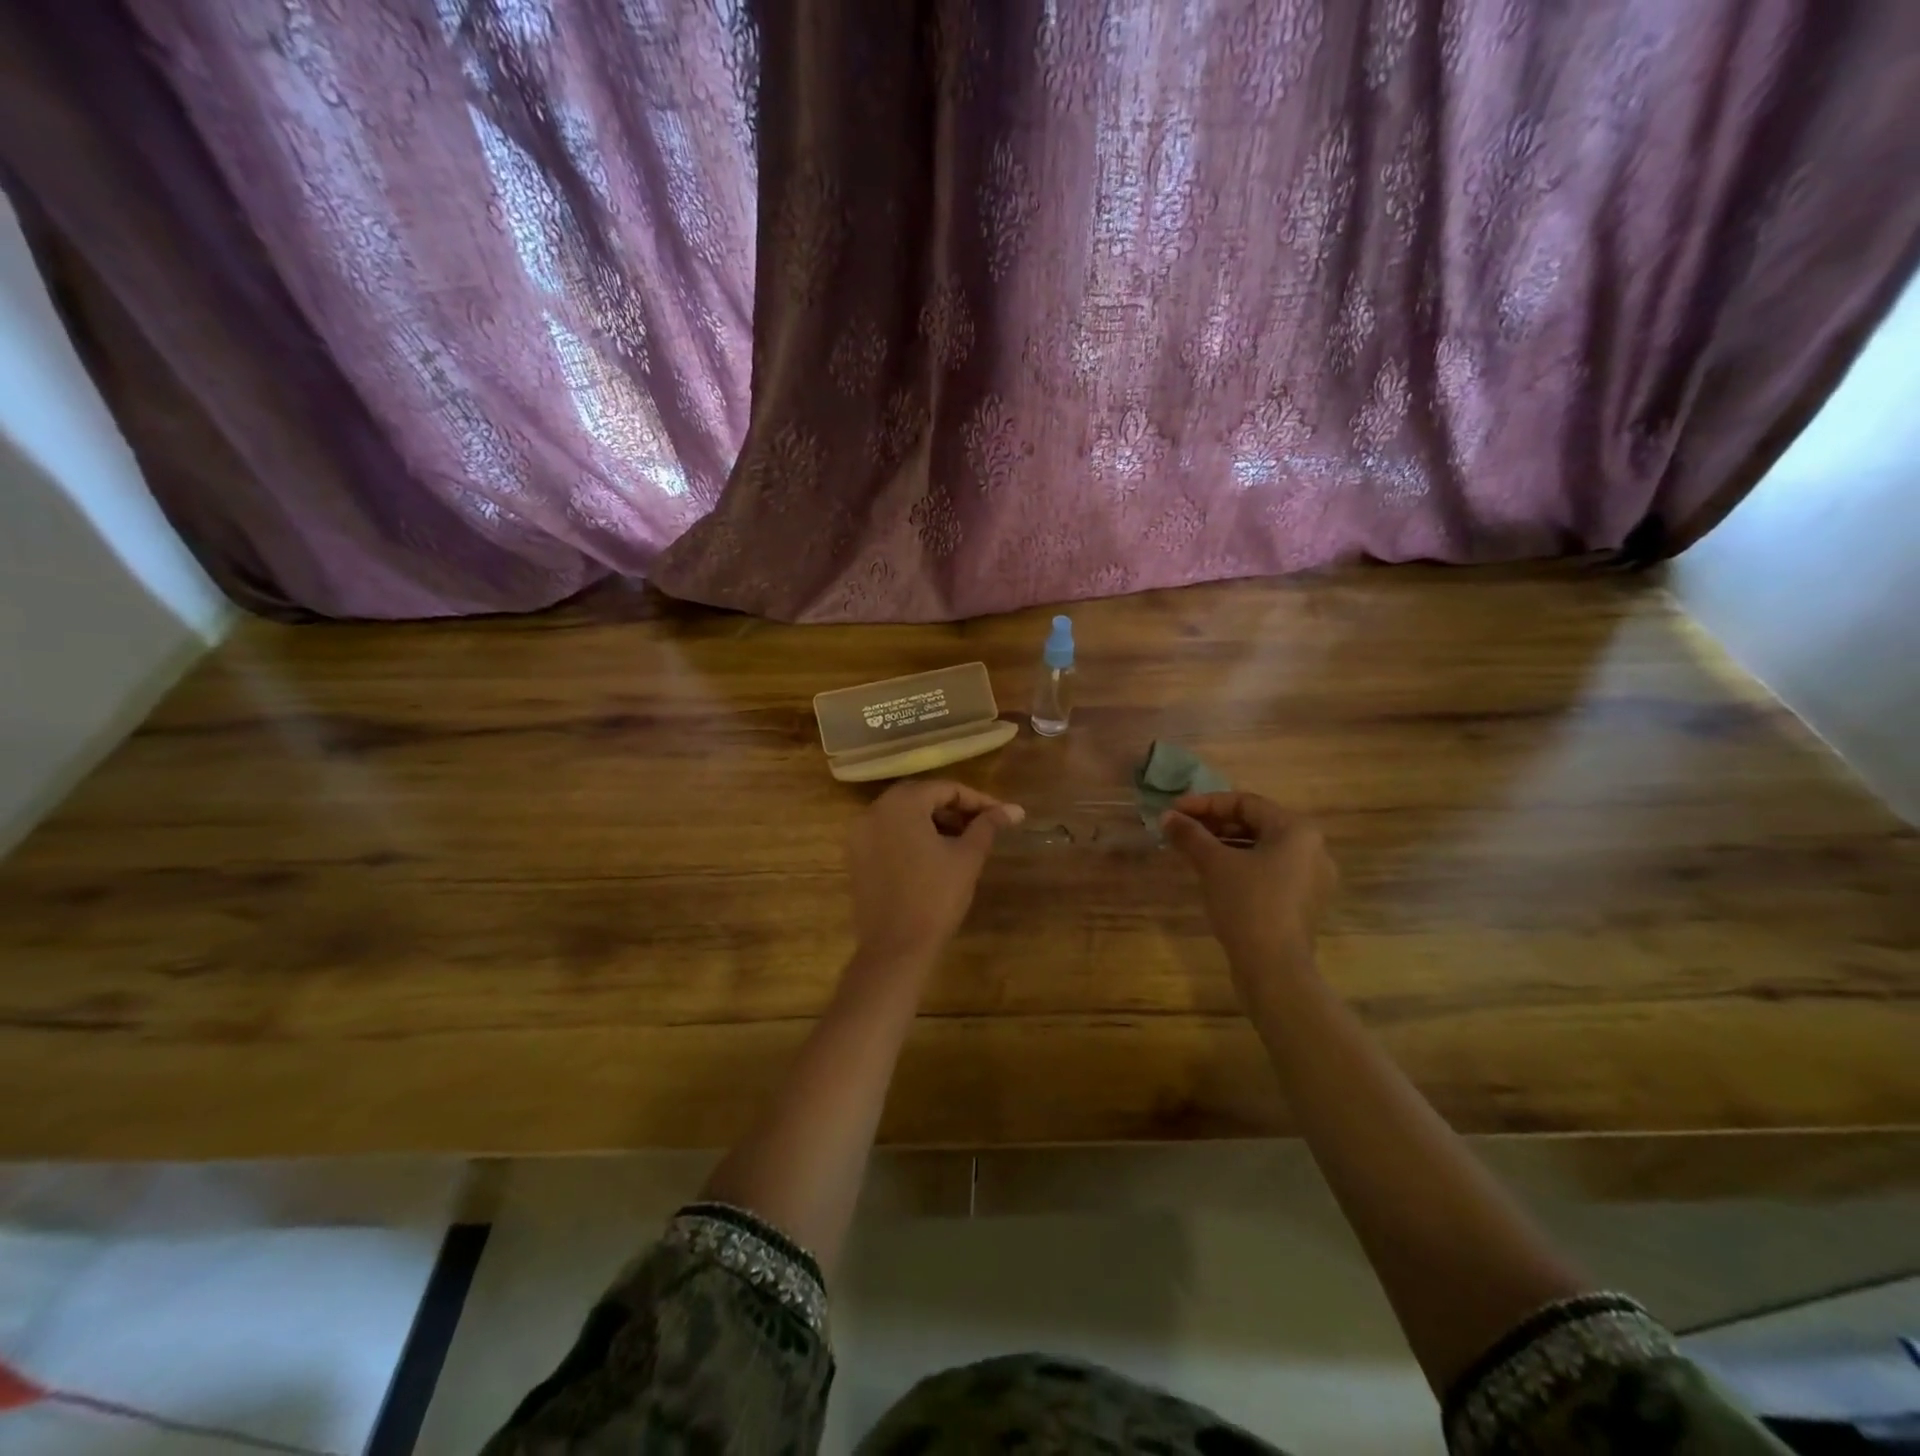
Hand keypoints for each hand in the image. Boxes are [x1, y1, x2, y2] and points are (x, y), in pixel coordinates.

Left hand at [846, 779, 1024, 969]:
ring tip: (963, 840)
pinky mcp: (856, 857)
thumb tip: (1015, 809)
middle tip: (983, 825)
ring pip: (903, 816)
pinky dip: (912, 836)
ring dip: (933, 821)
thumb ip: (988, 826)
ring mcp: (860, 834)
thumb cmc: (935, 897)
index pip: (945, 789)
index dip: (977, 800)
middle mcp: (874, 811)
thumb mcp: (967, 857)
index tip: (1002, 815)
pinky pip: (888, 834)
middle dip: (954, 808)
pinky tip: (935, 855)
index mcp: (901, 804)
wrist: (896, 948)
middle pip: (921, 797)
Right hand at [1161, 792, 1336, 998]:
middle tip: (1180, 831)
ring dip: (1224, 845)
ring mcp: (1311, 879)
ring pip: (1261, 849)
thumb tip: (1167, 816)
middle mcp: (1312, 848)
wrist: (1274, 968)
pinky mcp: (1303, 903)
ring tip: (1191, 851)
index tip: (1174, 811)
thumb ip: (1190, 834)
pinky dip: (1240, 866)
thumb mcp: (1213, 864)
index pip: (1245, 802)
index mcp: (1297, 830)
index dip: (1205, 803)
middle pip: (1256, 824)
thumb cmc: (1247, 904)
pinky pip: (1269, 872)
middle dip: (1214, 825)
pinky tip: (1213, 875)